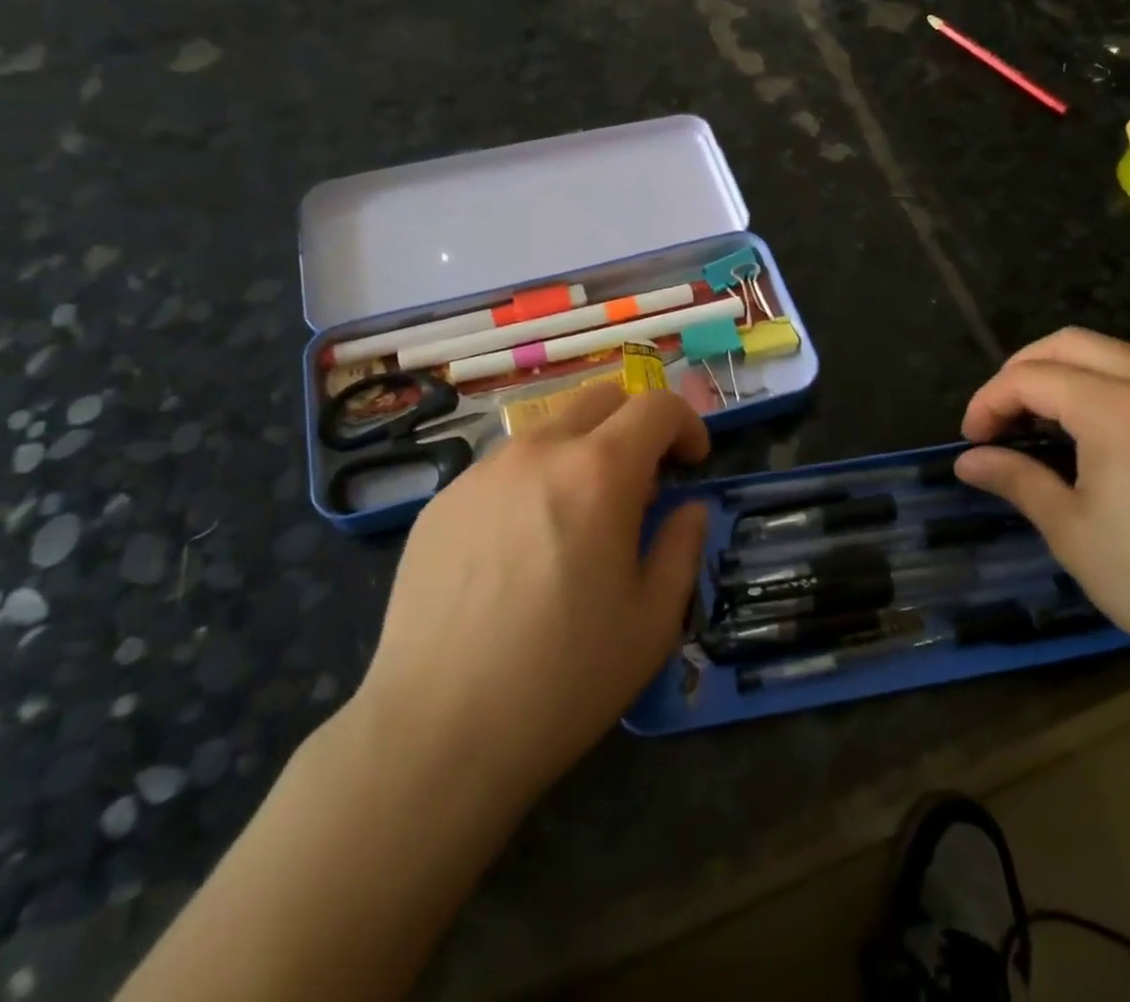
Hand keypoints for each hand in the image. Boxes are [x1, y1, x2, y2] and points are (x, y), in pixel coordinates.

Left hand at [351, 385, 708, 810]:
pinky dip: (531, 483)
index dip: (686, 424)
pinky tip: (519, 549)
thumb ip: (681, 546)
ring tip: (577, 519)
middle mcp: (538, 452)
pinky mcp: (442, 501)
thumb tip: (688, 508)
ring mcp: (482, 472)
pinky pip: (501, 469)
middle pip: (599, 398)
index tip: (692, 463)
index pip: (655, 407)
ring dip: (579, 452)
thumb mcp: (653, 621)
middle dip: (634, 424)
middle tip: (641, 482)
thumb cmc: (564, 678)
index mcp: (599, 471)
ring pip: (547, 430)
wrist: (437, 730)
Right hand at [954, 329, 1129, 746]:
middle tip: (1000, 417)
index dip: (989, 401)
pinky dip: (1108, 387)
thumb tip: (968, 461)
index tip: (972, 440)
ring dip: (1067, 373)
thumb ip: (1016, 480)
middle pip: (1071, 344)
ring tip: (1043, 420)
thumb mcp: (1072, 532)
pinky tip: (1099, 435)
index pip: (1032, 377)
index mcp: (1117, 409)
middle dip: (1022, 370)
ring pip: (1115, 355)